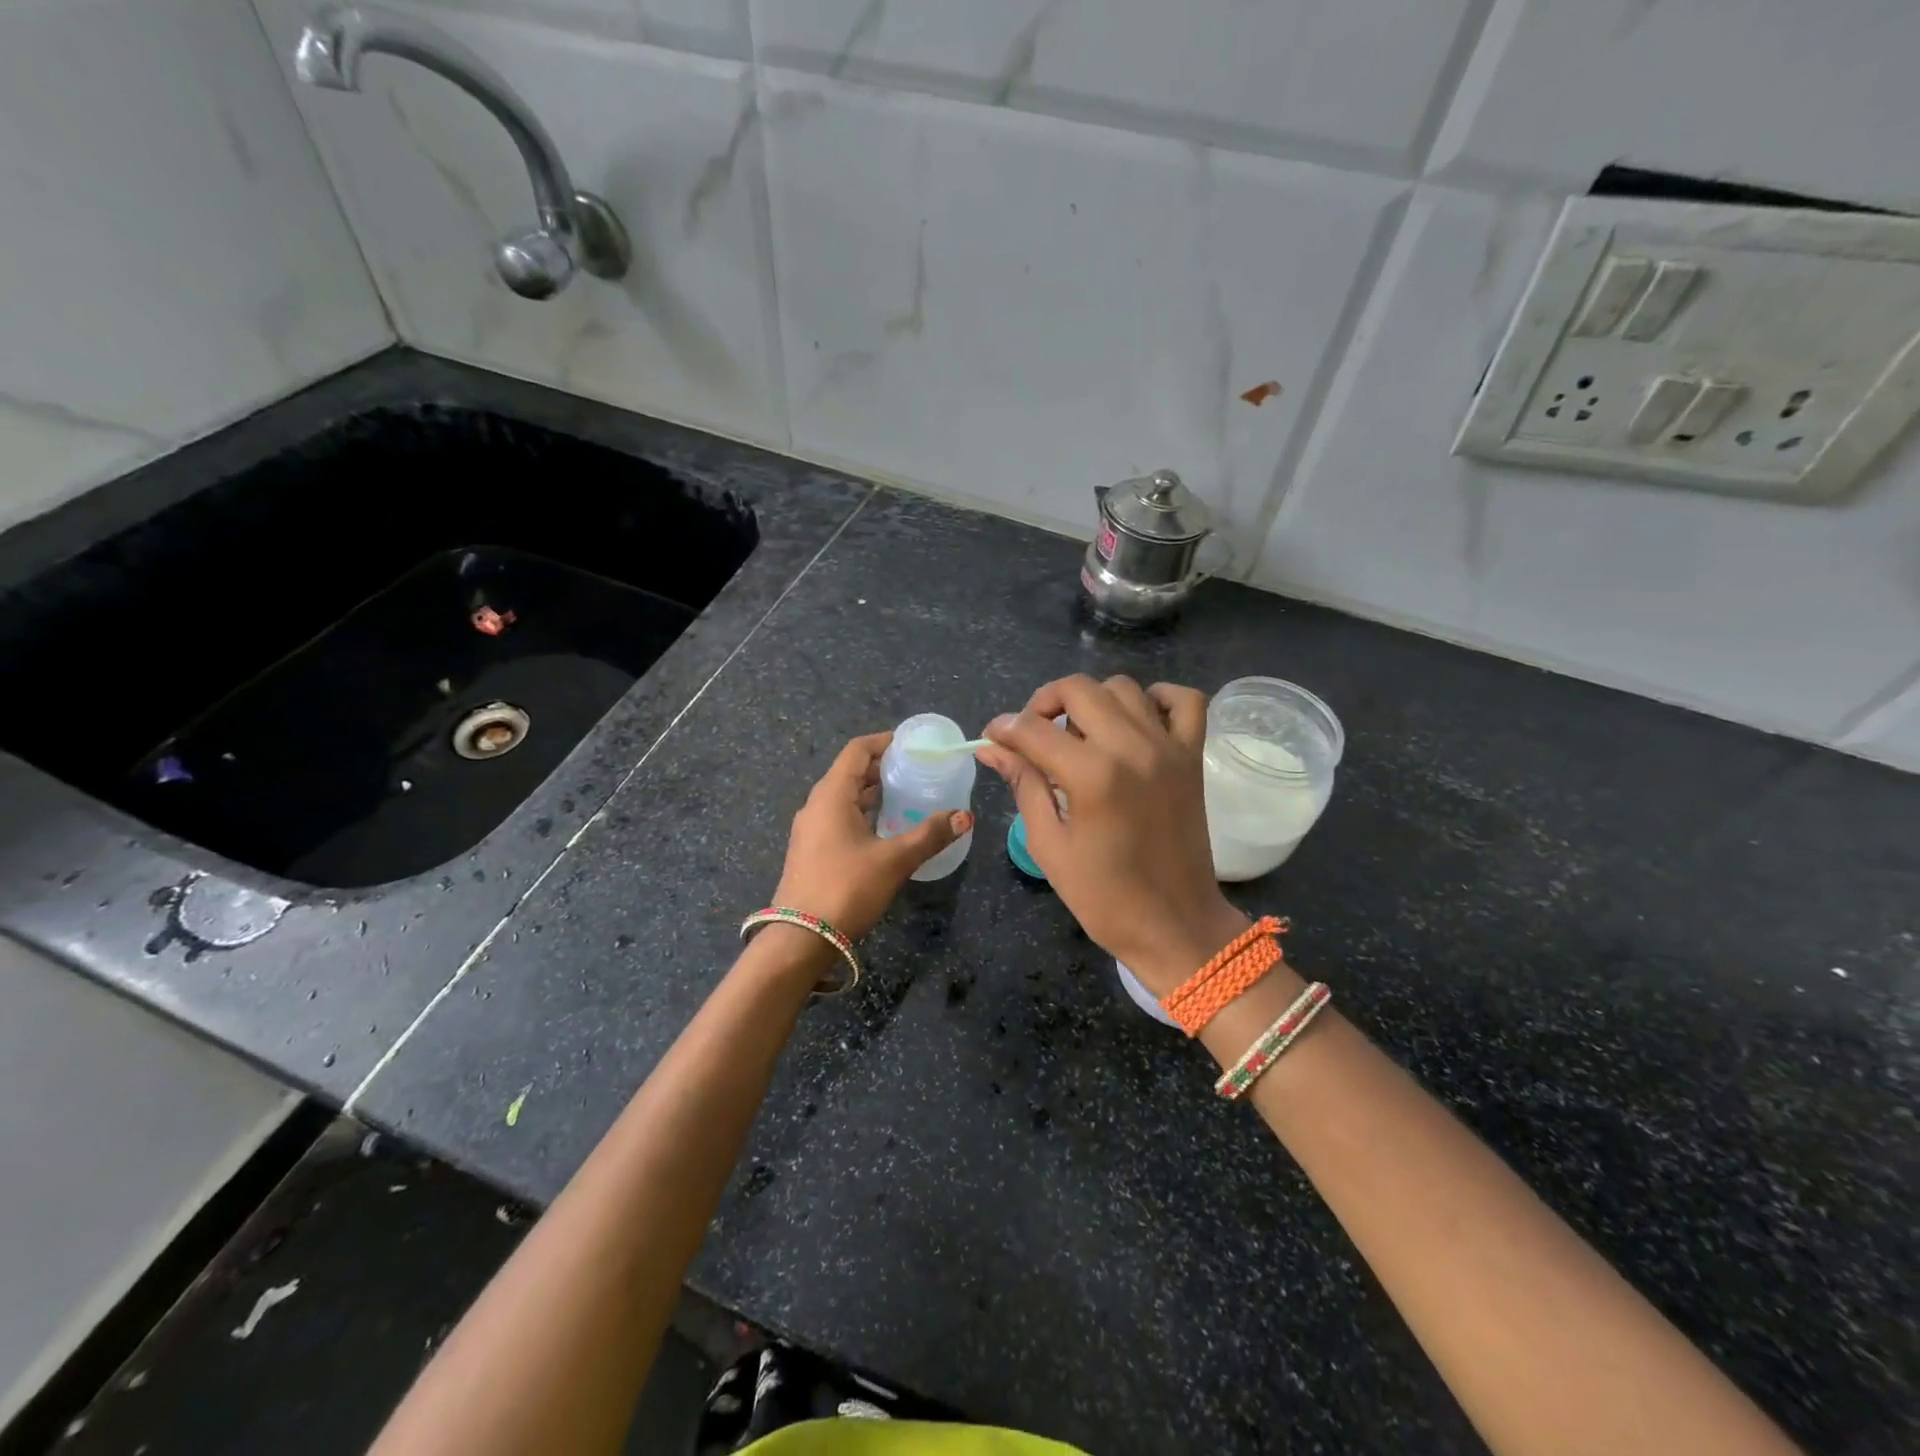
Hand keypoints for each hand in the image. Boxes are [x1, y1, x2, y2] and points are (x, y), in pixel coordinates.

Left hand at [771, 732, 973, 942]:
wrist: (800, 939)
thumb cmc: (847, 889)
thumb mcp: (895, 860)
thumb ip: (930, 835)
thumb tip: (965, 816)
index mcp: (831, 795)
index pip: (856, 751)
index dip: (883, 742)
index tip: (910, 744)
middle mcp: (816, 805)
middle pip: (849, 772)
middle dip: (881, 767)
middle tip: (915, 769)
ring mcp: (810, 829)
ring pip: (843, 797)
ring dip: (871, 792)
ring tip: (905, 795)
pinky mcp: (810, 851)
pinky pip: (838, 817)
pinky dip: (861, 812)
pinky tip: (884, 828)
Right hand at [977, 675, 1247, 995]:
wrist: (1174, 925)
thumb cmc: (1104, 897)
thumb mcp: (1049, 845)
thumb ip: (1024, 785)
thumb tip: (991, 748)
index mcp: (1092, 775)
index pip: (1033, 728)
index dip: (1004, 729)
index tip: (993, 739)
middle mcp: (1132, 747)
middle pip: (1078, 689)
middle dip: (1043, 703)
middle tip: (1032, 734)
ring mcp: (1168, 747)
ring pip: (1123, 687)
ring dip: (1092, 700)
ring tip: (1079, 735)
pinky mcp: (1192, 757)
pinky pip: (1185, 700)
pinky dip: (1158, 698)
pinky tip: (1135, 720)